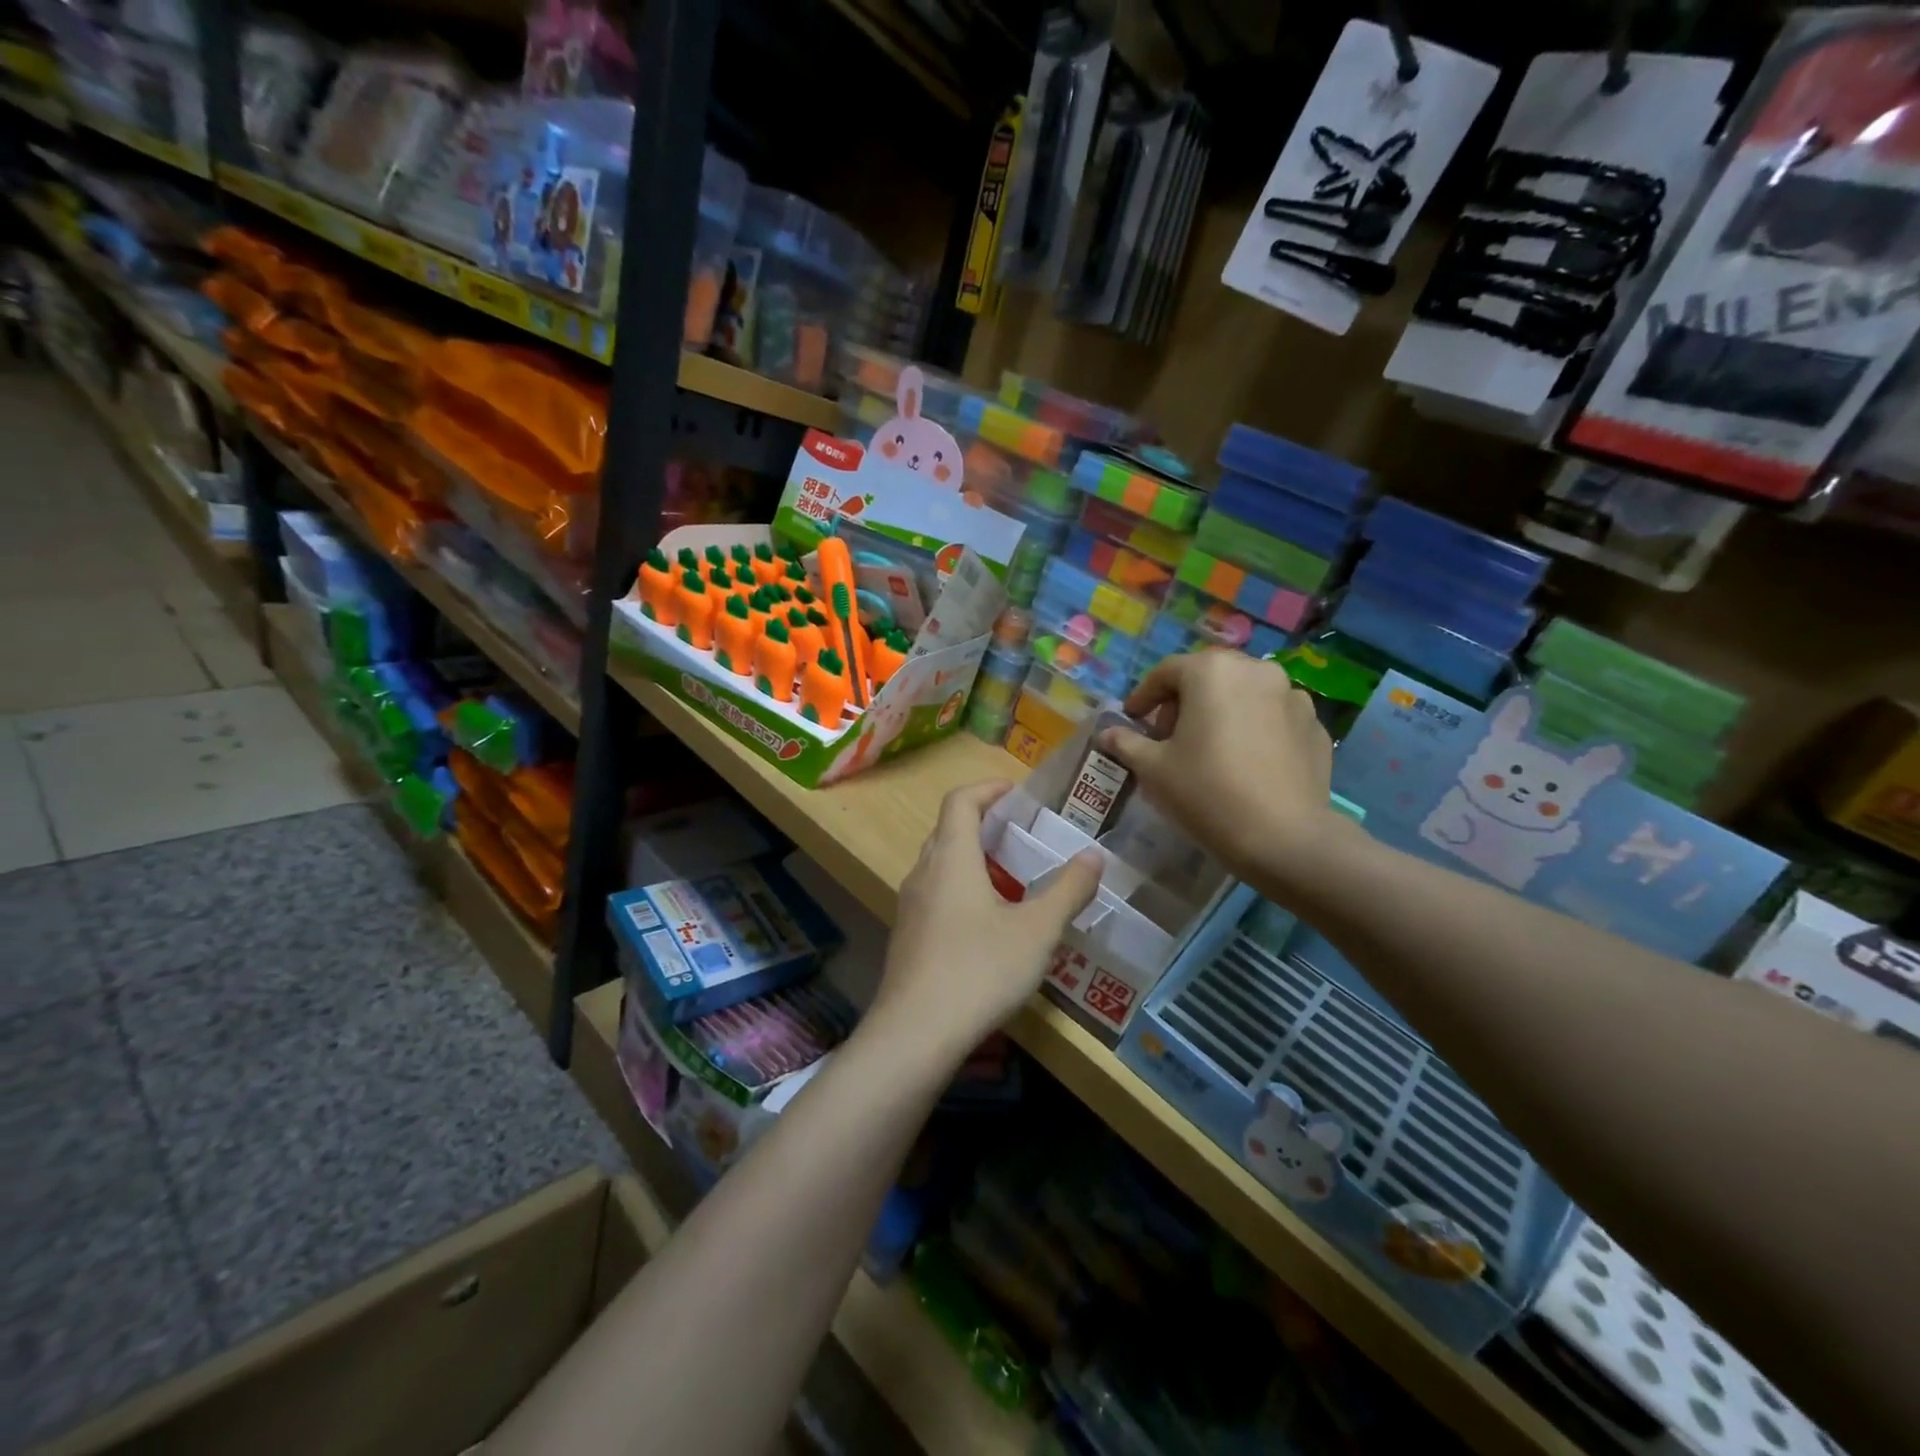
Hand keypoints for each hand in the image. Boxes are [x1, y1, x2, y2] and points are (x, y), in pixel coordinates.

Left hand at [869, 781, 1101, 1063]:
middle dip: (983, 824)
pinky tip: (987, 925)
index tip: (1016, 793)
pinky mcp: (906, 938)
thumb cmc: (980, 969)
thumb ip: (1068, 890)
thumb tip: (1094, 855)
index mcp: (951, 858)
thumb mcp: (1037, 931)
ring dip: (972, 861)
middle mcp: (923, 873)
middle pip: (948, 831)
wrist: (915, 1033)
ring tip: (1010, 879)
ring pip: (940, 866)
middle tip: (1021, 836)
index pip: (960, 801)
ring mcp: (909, 907)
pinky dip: (961, 891)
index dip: (987, 789)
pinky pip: (934, 896)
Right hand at [1097, 651, 1352, 893]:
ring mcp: (1292, 696)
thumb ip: (1126, 742)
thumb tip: (1106, 734)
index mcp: (1211, 671)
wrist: (1284, 837)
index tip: (1133, 720)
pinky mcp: (1315, 725)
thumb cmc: (1206, 792)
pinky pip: (1272, 717)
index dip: (1144, 696)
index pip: (1166, 672)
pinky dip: (1253, 728)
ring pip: (1243, 694)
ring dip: (1221, 712)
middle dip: (1183, 702)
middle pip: (1208, 677)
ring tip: (1209, 749)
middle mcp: (1256, 670)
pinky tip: (1244, 762)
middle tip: (1168, 738)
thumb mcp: (1153, 769)